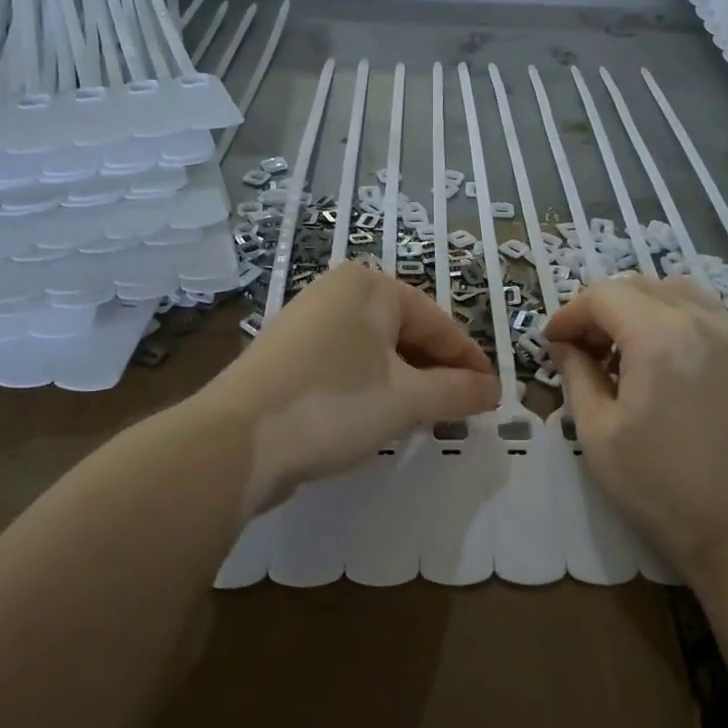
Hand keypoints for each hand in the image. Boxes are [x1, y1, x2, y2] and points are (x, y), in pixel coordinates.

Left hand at [205, 263, 498, 514]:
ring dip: (406, 384)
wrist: (234, 441)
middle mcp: (337, 292)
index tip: (493, 396)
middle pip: (407, 333)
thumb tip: (494, 390)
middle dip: (437, 374)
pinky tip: (378, 417)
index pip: (438, 324)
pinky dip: (371, 388)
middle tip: (462, 412)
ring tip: (426, 419)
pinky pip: (347, 365)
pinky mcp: (287, 355)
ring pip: (376, 352)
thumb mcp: (406, 399)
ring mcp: (307, 321)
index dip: (470, 362)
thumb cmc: (333, 404)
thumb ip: (456, 392)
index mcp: (370, 286)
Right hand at [544, 274, 727, 581]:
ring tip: (624, 349)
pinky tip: (665, 362)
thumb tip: (564, 346)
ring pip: (679, 293)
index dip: (570, 314)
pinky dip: (676, 320)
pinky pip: (709, 316)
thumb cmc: (658, 486)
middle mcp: (703, 323)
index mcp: (660, 337)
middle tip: (582, 348)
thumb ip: (577, 375)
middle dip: (602, 308)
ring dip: (641, 307)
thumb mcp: (598, 432)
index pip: (604, 296)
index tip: (552, 343)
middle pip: (640, 286)